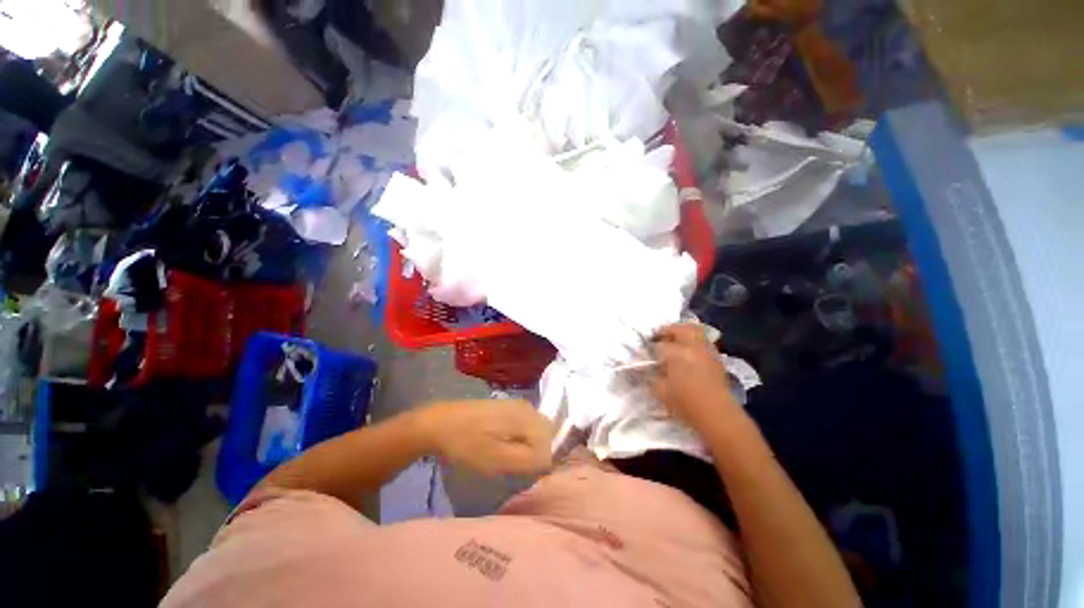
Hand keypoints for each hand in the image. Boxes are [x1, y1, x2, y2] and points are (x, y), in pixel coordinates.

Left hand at [415, 399, 553, 475]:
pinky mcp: (508, 407)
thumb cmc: (467, 445)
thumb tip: (550, 461)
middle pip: (546, 436)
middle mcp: (528, 407)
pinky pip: (526, 427)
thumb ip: (529, 460)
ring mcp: (518, 405)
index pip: (550, 444)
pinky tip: (504, 447)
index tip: (522, 473)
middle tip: (516, 468)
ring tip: (509, 459)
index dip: (540, 463)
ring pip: (536, 432)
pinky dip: (521, 440)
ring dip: (529, 448)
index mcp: (528, 417)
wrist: (440, 423)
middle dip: (536, 454)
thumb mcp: (497, 460)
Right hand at [651, 323, 739, 429]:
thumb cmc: (685, 403)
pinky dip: (694, 342)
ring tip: (675, 343)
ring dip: (683, 333)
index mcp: (676, 353)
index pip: (658, 345)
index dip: (650, 348)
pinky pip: (703, 342)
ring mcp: (707, 351)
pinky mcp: (717, 359)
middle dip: (668, 331)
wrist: (718, 415)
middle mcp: (692, 346)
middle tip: (659, 337)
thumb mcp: (660, 390)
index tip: (645, 354)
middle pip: (679, 329)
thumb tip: (646, 367)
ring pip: (695, 332)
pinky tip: (688, 353)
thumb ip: (651, 375)